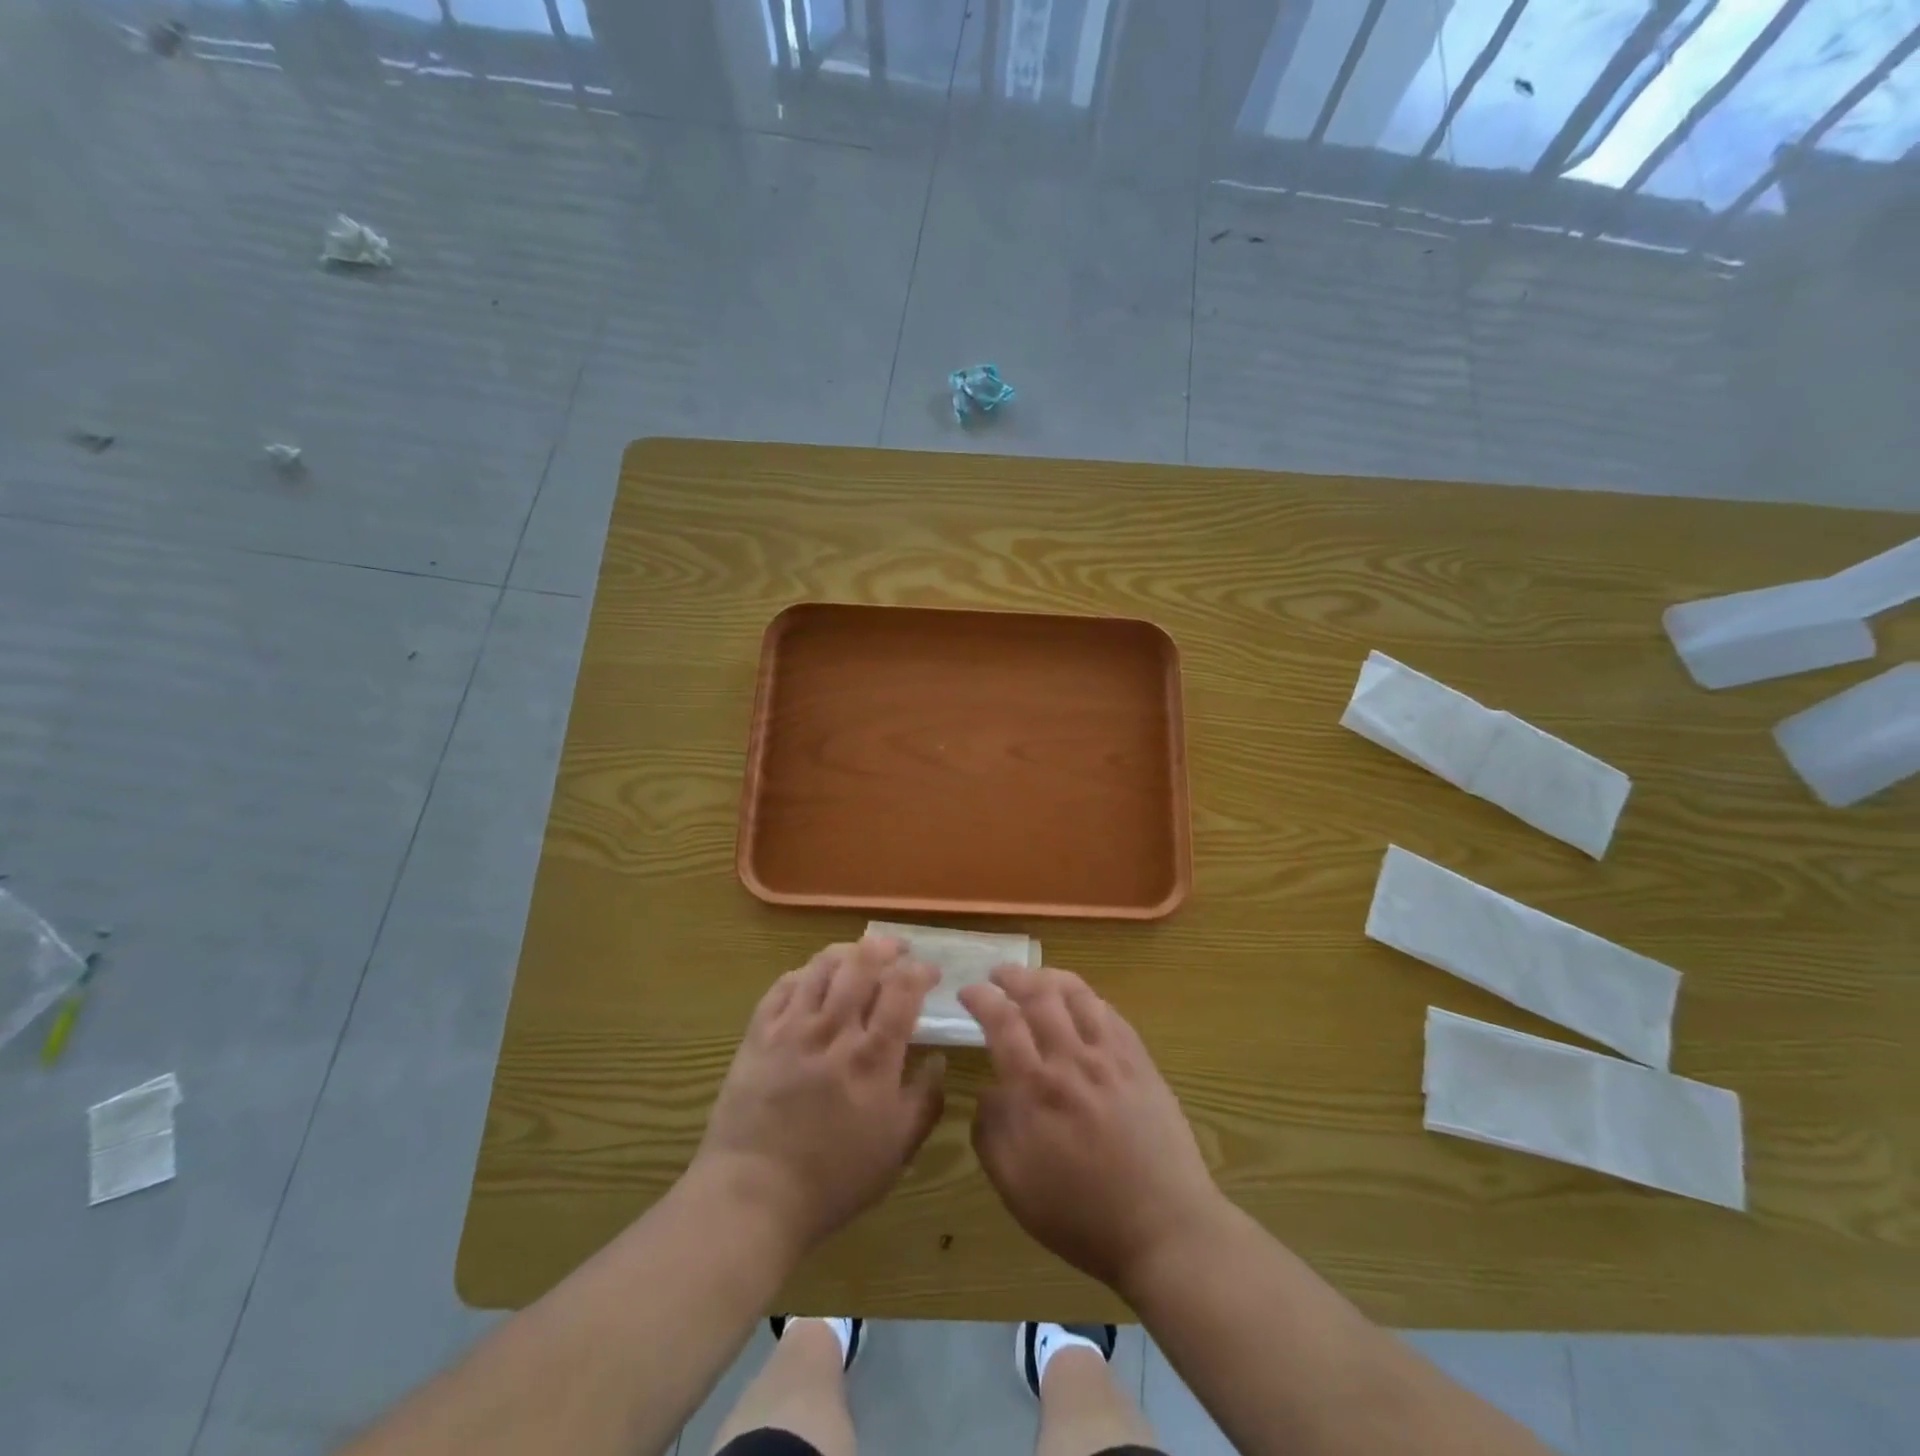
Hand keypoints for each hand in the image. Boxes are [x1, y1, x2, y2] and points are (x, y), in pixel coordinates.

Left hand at [693, 937, 945, 1253]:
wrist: (753, 1195)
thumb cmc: (833, 1179)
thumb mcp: (896, 1150)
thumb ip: (925, 1100)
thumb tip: (939, 1059)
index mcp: (873, 1057)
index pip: (902, 990)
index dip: (920, 971)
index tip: (930, 973)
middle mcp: (834, 1030)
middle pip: (862, 964)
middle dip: (885, 947)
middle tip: (898, 950)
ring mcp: (792, 1028)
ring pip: (822, 966)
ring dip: (847, 952)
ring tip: (858, 956)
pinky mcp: (759, 1033)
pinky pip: (784, 985)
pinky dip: (805, 973)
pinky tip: (814, 979)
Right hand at [960, 965, 1225, 1291]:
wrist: (1163, 1228)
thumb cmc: (1081, 1216)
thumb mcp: (1015, 1186)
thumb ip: (992, 1130)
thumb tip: (991, 1089)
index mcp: (1036, 1089)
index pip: (1002, 1021)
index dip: (982, 998)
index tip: (968, 991)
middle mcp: (1072, 1060)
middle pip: (1040, 995)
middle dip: (1014, 976)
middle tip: (999, 975)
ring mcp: (1111, 1057)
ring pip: (1079, 994)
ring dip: (1051, 977)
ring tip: (1037, 978)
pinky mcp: (1141, 1062)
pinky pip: (1111, 1014)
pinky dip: (1089, 998)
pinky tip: (1081, 1003)